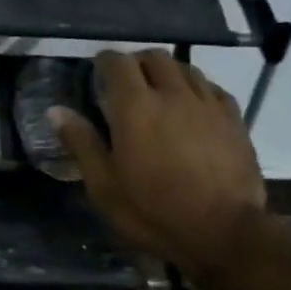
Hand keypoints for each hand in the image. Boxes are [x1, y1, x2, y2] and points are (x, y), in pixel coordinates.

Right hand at [51, 49, 264, 275]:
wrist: (223, 231)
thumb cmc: (154, 213)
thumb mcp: (105, 187)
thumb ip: (82, 144)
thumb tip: (56, 110)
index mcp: (135, 108)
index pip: (118, 63)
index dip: (105, 61)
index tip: (96, 70)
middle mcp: (173, 95)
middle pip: (155, 58)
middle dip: (136, 63)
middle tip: (126, 83)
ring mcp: (207, 104)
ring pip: (185, 68)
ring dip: (167, 73)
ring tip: (158, 93)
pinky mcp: (233, 118)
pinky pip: (211, 88)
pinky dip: (195, 89)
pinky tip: (191, 107)